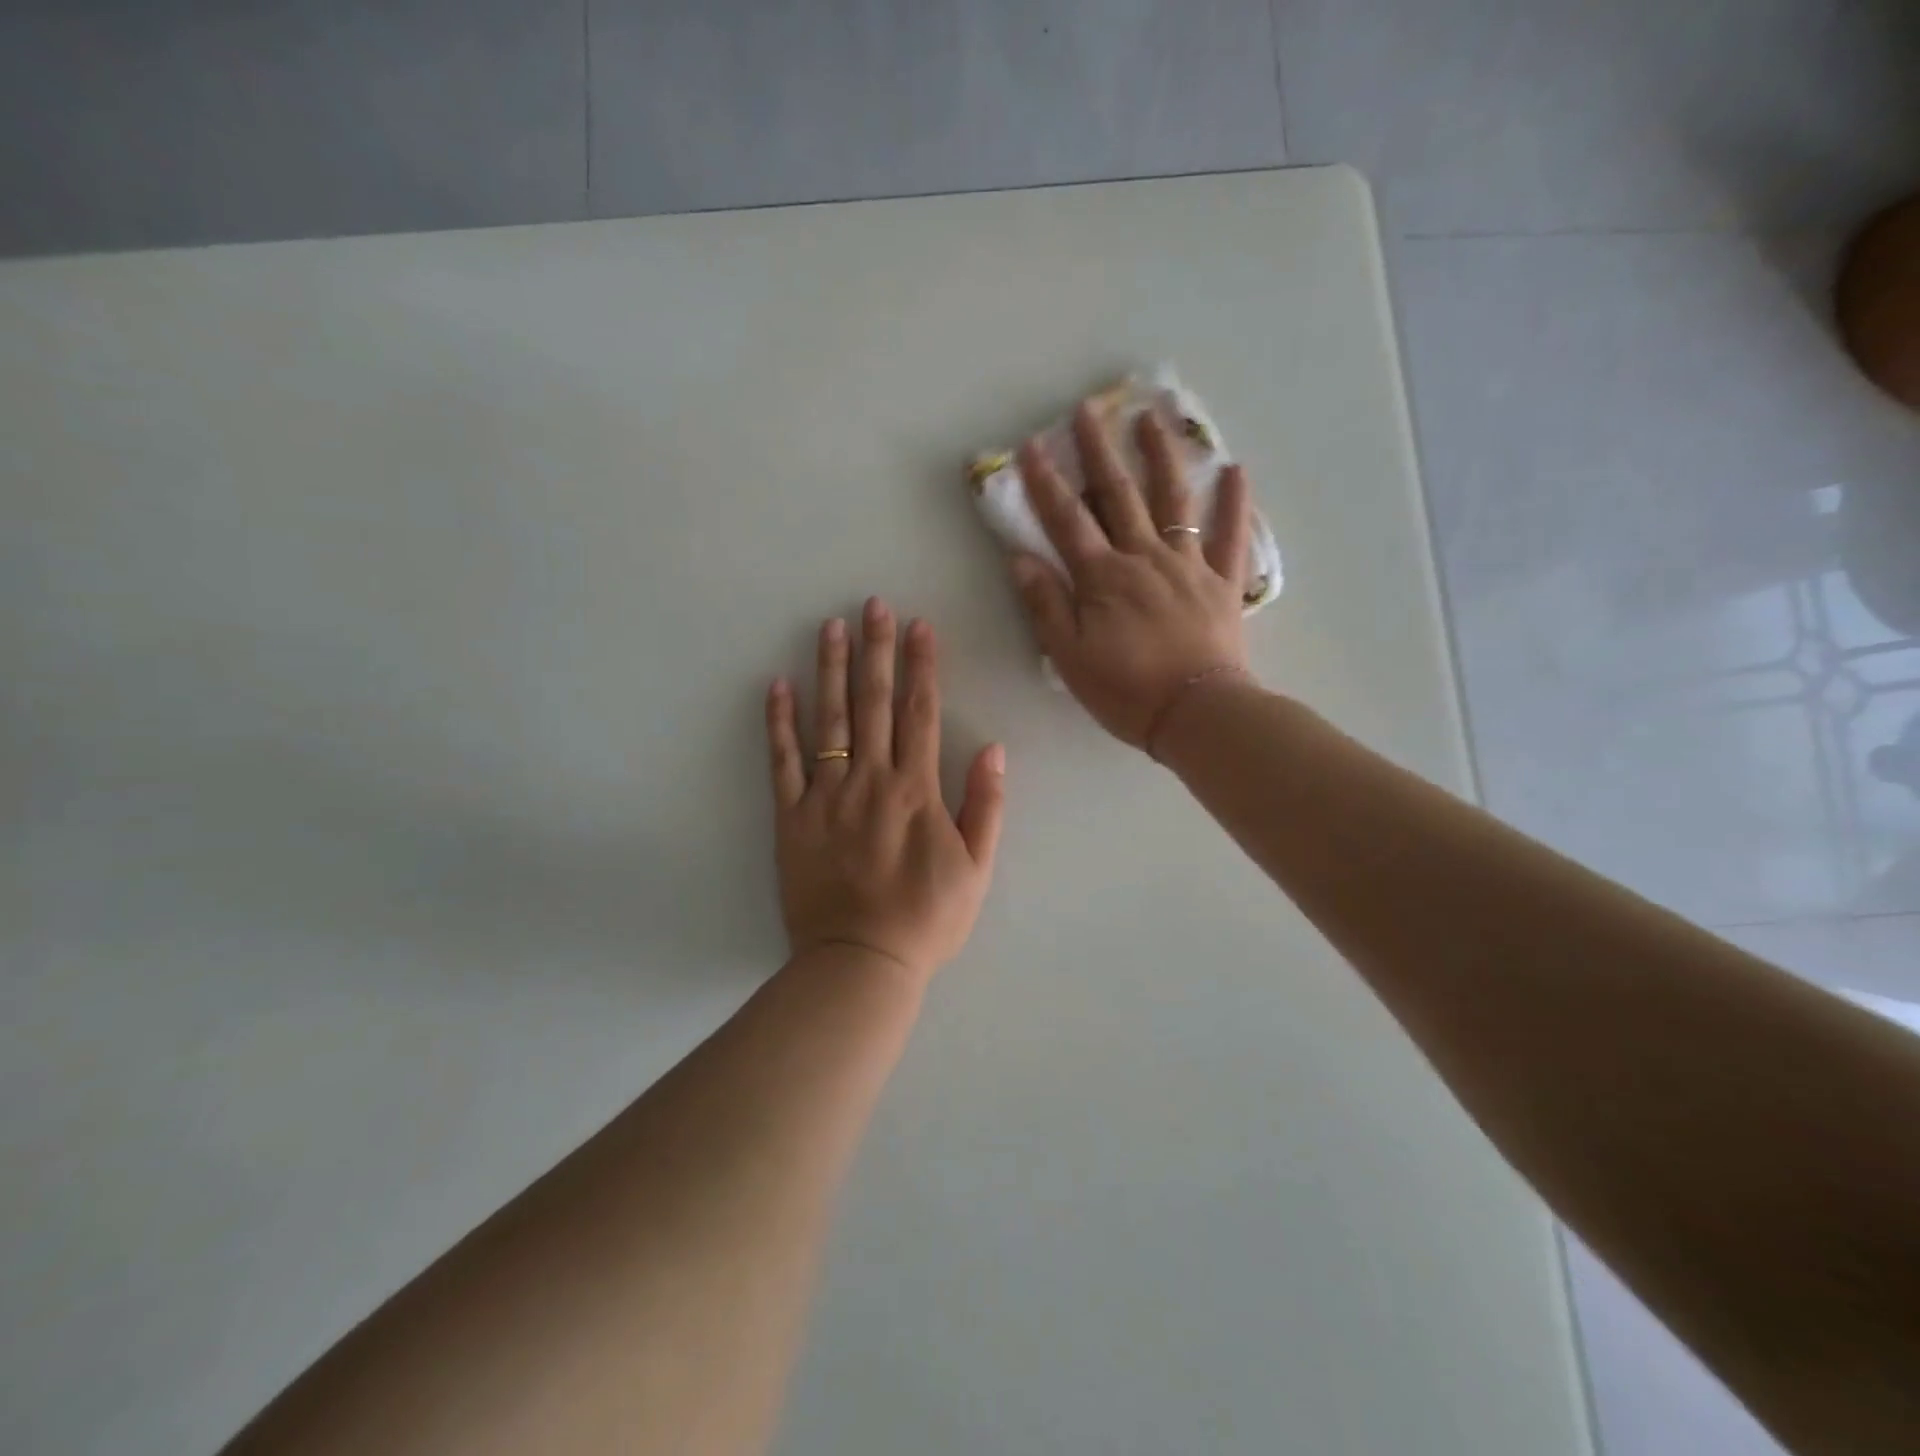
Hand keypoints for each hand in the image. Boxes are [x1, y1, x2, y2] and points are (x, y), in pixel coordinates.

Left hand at [765, 599, 1005, 982]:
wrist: (860, 962)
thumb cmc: (926, 919)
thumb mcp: (977, 869)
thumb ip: (986, 806)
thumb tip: (994, 749)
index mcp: (916, 790)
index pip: (920, 713)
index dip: (921, 666)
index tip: (920, 626)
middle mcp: (870, 781)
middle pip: (873, 703)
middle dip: (876, 649)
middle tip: (873, 604)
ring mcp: (826, 796)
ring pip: (828, 720)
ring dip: (830, 669)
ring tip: (830, 627)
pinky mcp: (791, 817)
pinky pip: (783, 762)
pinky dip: (779, 723)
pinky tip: (778, 685)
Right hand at [1011, 402, 1254, 749]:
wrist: (1197, 713)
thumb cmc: (1126, 691)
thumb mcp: (1070, 656)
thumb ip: (1046, 605)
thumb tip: (1020, 559)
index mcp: (1103, 577)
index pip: (1067, 520)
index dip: (1045, 483)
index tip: (1030, 446)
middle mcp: (1144, 558)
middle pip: (1119, 495)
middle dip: (1099, 451)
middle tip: (1088, 410)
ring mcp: (1188, 565)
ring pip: (1173, 501)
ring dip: (1161, 456)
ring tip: (1153, 418)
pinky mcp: (1222, 583)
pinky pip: (1231, 536)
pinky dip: (1234, 503)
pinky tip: (1235, 470)